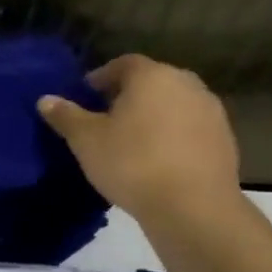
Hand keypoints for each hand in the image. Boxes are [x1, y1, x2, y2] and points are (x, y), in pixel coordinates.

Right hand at [38, 54, 240, 226]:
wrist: (193, 207)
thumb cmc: (131, 163)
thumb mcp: (85, 140)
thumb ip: (66, 116)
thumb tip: (46, 99)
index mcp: (152, 76)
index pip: (122, 64)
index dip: (100, 78)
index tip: (84, 97)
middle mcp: (187, 84)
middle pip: (151, 81)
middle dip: (127, 95)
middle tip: (104, 118)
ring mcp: (211, 111)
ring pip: (172, 104)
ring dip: (152, 115)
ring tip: (129, 140)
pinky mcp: (225, 139)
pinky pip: (189, 127)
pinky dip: (171, 134)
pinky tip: (155, 158)